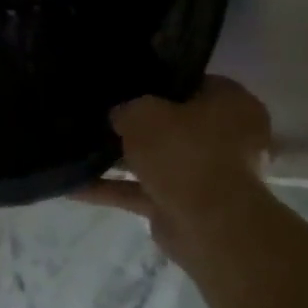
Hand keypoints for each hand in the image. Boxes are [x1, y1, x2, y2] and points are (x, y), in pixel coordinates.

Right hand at [76, 76, 274, 271]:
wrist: (209, 226)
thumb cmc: (184, 152)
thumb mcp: (142, 113)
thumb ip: (126, 109)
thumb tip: (119, 116)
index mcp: (232, 104)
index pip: (192, 83)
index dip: (158, 81)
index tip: (126, 83)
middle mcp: (227, 139)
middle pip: (173, 124)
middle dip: (138, 125)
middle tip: (101, 114)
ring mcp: (208, 176)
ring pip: (157, 160)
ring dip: (121, 159)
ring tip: (79, 148)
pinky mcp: (186, 207)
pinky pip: (143, 191)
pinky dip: (113, 189)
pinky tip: (75, 186)